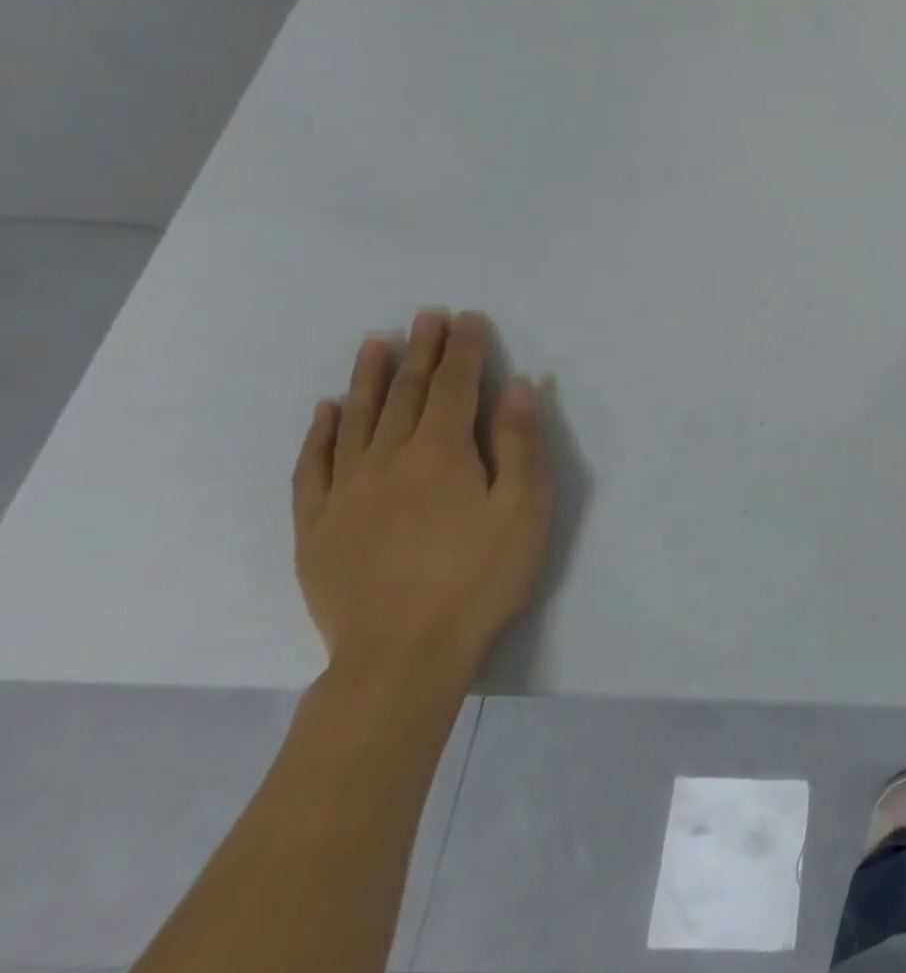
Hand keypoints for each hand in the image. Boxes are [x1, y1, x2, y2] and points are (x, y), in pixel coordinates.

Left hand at [292, 309, 554, 684]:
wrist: (402, 656)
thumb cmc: (481, 576)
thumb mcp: (525, 507)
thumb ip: (520, 442)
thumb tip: (518, 385)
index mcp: (443, 453)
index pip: (455, 386)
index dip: (463, 350)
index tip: (467, 318)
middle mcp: (389, 460)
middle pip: (406, 394)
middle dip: (421, 352)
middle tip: (426, 316)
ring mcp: (346, 493)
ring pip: (357, 420)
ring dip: (369, 378)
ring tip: (375, 343)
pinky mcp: (318, 527)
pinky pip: (313, 467)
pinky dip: (320, 433)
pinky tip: (326, 410)